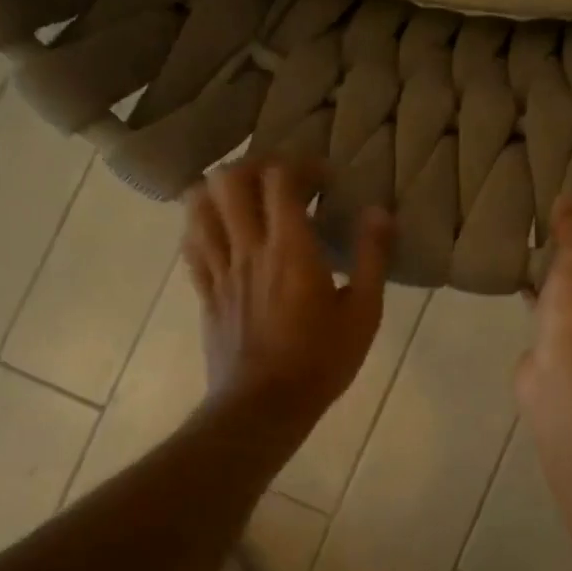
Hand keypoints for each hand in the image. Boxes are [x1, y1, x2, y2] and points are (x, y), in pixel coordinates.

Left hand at [182, 158, 393, 423]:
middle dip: (256, 166)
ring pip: (199, 205)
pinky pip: (191, 243)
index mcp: (291, 249)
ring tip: (247, 199)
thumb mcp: (364, 313)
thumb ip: (373, 257)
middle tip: (282, 180)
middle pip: (230, 179)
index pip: (280, 178)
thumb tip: (380, 211)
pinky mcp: (205, 292)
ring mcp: (220, 269)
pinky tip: (223, 231)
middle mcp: (248, 248)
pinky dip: (202, 224)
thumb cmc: (321, 361)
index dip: (301, 164)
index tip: (324, 178)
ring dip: (221, 189)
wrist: (264, 406)